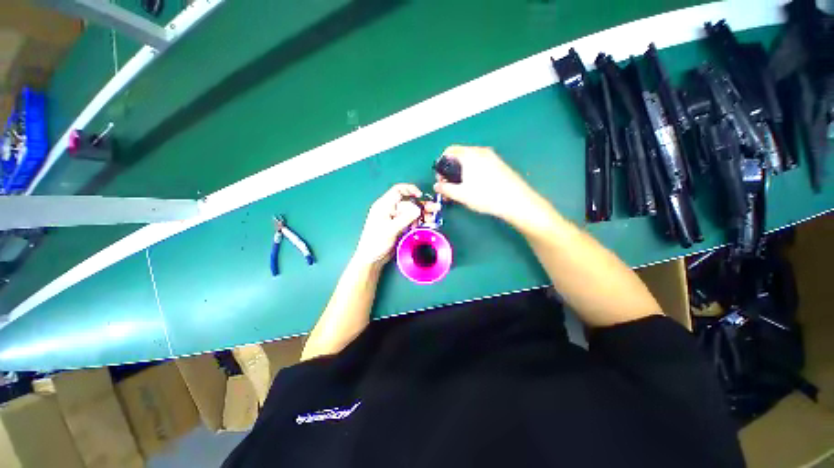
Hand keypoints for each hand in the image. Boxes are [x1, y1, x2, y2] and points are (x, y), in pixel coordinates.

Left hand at [354, 184, 437, 266]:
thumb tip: (418, 209)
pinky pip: (410, 221)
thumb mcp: (390, 229)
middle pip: (408, 202)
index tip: (421, 195)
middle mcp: (390, 210)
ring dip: (422, 214)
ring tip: (433, 218)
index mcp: (384, 205)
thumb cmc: (376, 242)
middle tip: (434, 208)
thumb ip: (405, 218)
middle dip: (421, 205)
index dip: (410, 189)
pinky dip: (418, 222)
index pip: (397, 191)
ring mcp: (395, 219)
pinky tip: (427, 224)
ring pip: (411, 212)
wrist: (372, 258)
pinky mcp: (399, 227)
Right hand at [433, 145, 537, 223]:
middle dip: (451, 169)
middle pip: (459, 155)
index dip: (441, 164)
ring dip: (462, 171)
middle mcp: (480, 151)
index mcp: (469, 155)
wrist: (516, 201)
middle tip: (450, 186)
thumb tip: (436, 186)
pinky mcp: (499, 163)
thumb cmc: (485, 196)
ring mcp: (492, 156)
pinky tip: (477, 186)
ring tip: (463, 188)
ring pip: (470, 160)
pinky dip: (473, 171)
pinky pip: (481, 163)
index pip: (449, 151)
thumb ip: (445, 189)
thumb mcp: (461, 195)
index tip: (441, 179)